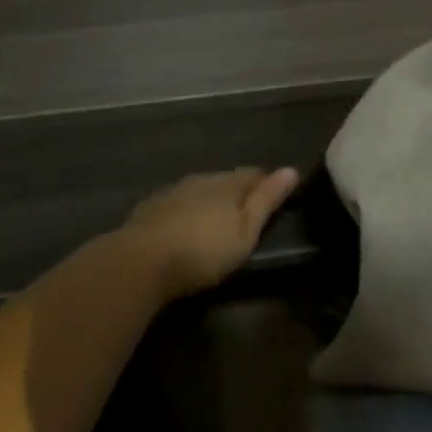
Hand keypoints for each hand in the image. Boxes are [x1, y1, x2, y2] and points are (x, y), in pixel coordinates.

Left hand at [112, 167, 300, 300]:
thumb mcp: (244, 231)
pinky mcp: (151, 209)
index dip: (268, 182)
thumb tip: (291, 169)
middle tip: (249, 210)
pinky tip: (187, 224)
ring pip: (200, 190)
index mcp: (226, 184)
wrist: (140, 262)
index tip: (278, 193)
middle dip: (238, 190)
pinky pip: (178, 203)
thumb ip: (266, 200)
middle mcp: (200, 180)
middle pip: (226, 180)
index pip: (253, 174)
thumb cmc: (202, 250)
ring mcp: (172, 192)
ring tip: (219, 218)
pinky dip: (188, 210)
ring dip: (211, 199)